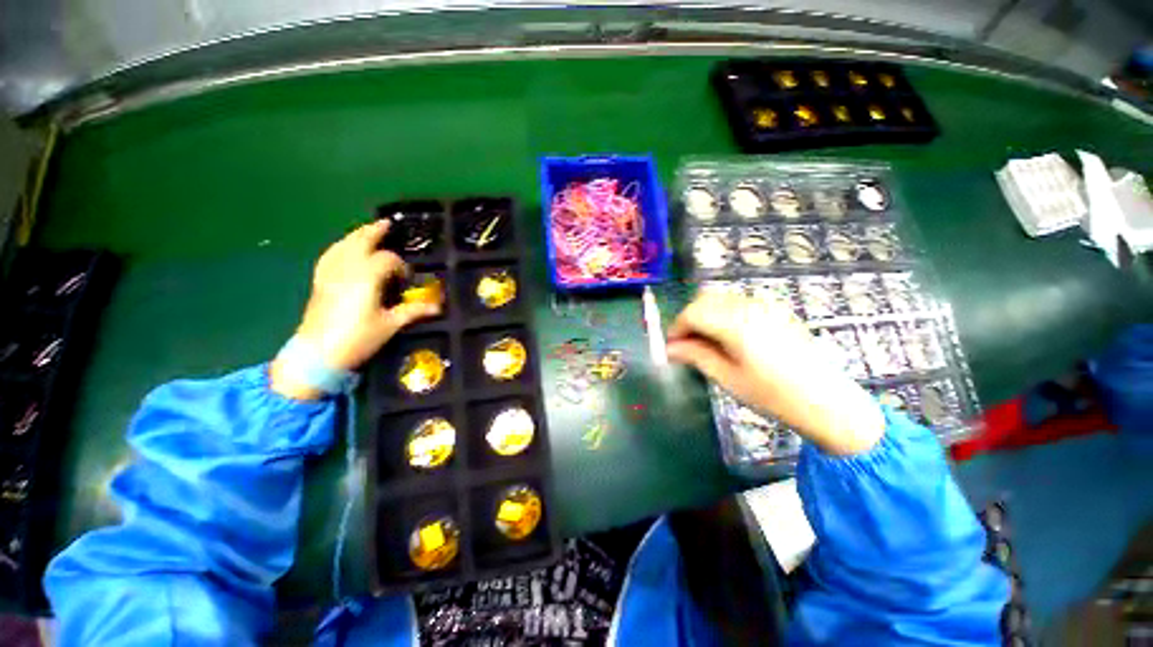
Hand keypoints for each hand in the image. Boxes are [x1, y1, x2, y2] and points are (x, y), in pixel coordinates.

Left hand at [271, 221, 440, 399]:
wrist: (317, 354)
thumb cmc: (358, 338)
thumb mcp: (390, 325)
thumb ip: (414, 311)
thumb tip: (438, 306)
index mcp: (366, 278)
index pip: (387, 259)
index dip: (400, 266)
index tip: (407, 279)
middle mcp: (346, 269)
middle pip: (360, 241)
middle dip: (374, 231)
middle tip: (387, 223)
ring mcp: (329, 274)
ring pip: (342, 245)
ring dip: (356, 235)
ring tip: (368, 230)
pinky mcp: (319, 281)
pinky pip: (329, 255)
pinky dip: (340, 247)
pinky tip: (344, 248)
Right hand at [666, 291, 883, 455]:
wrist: (827, 402)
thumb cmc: (774, 395)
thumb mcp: (728, 378)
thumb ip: (696, 356)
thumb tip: (670, 349)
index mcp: (736, 323)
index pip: (692, 313)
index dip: (676, 328)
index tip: (671, 347)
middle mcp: (749, 306)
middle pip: (704, 300)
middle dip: (689, 319)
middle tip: (685, 345)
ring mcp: (765, 305)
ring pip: (721, 299)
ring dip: (705, 315)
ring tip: (704, 342)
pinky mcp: (776, 309)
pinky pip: (739, 302)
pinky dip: (723, 313)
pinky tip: (727, 336)